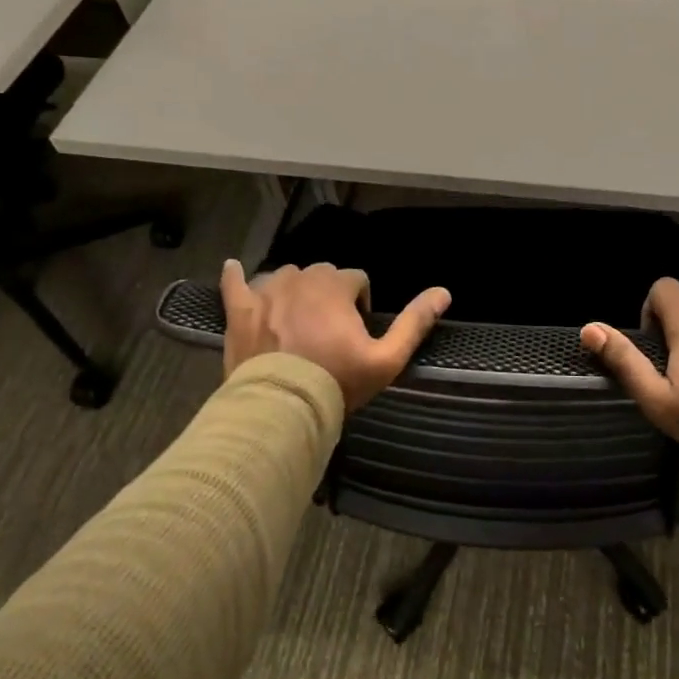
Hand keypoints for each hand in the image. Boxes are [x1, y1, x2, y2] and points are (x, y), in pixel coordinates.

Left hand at [221, 259, 450, 409]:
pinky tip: (233, 269)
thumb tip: (444, 292)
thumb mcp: (386, 358)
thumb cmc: (337, 382)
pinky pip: (235, 284)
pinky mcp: (240, 311)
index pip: (356, 278)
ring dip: (295, 290)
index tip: (357, 333)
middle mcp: (300, 279)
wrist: (281, 408)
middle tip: (329, 332)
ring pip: (285, 276)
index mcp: (335, 286)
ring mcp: (266, 293)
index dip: (361, 304)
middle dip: (329, 294)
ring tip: (297, 321)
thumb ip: (415, 323)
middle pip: (322, 274)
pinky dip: (236, 277)